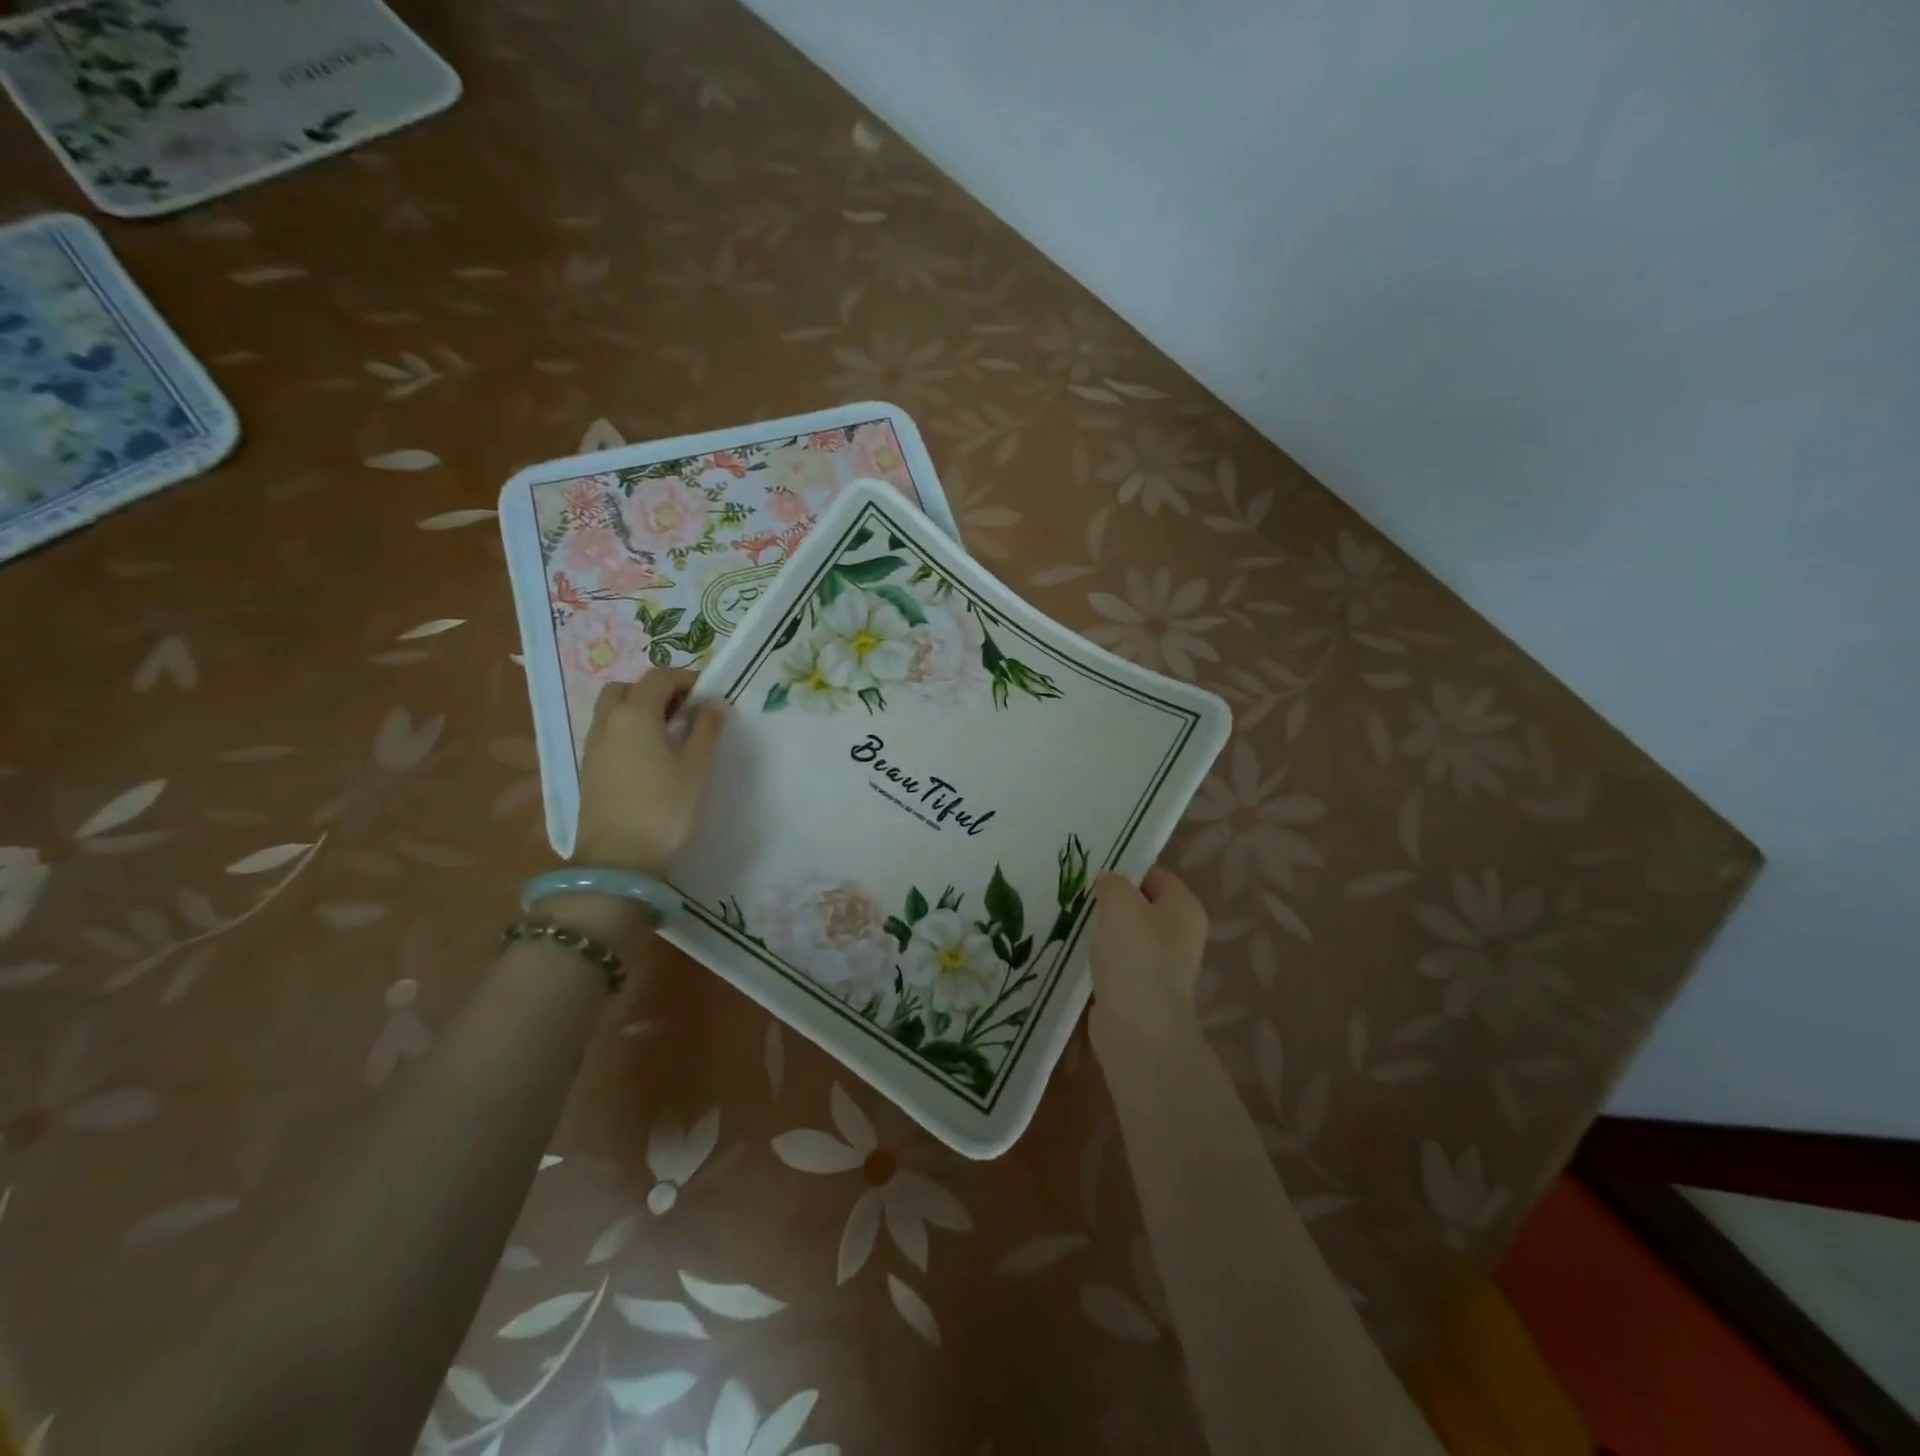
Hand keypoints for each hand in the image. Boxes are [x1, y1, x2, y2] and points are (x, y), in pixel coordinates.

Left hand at [573, 669, 726, 876]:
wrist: (618, 858)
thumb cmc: (663, 808)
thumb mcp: (695, 767)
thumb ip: (706, 729)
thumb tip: (714, 702)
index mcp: (635, 714)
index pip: (658, 677)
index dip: (685, 678)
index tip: (708, 694)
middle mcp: (608, 721)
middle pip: (628, 687)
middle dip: (656, 690)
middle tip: (684, 710)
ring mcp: (594, 745)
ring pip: (613, 709)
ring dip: (639, 708)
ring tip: (669, 732)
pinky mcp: (589, 767)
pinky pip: (607, 732)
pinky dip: (627, 729)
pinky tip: (650, 754)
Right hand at [1086, 866, 1207, 1059]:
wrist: (1138, 1029)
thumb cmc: (1136, 957)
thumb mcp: (1120, 904)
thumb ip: (1112, 883)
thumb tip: (1109, 882)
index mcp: (1185, 908)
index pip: (1154, 874)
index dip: (1125, 869)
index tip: (1092, 871)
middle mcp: (1180, 934)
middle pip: (1140, 904)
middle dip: (1111, 901)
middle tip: (1079, 895)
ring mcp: (1162, 964)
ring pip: (1127, 934)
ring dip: (1103, 930)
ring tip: (1073, 921)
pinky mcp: (1141, 989)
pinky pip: (1118, 962)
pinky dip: (1100, 957)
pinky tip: (1078, 953)